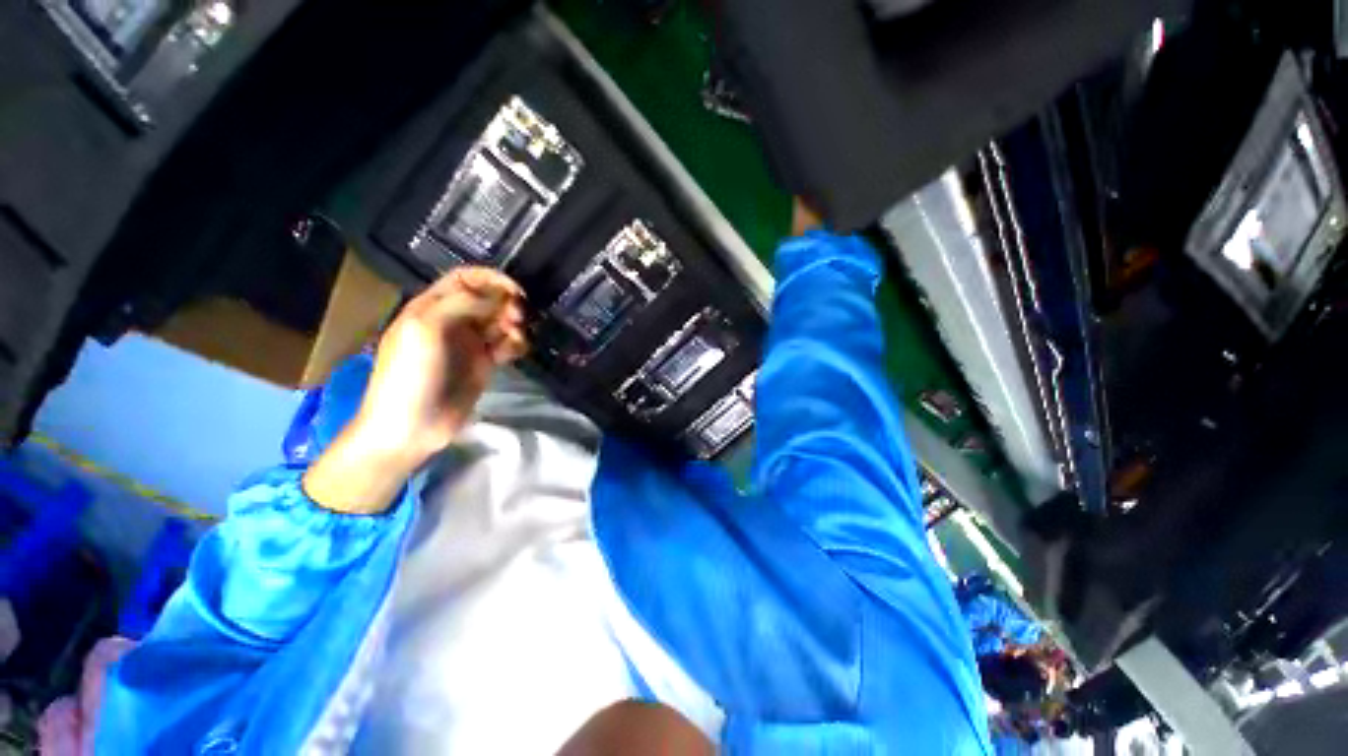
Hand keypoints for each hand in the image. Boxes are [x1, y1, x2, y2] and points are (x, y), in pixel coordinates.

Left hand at [304, 267, 526, 513]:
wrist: (410, 426)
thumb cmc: (409, 374)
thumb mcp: (425, 329)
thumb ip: (461, 304)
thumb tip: (500, 295)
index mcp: (432, 307)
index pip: (466, 279)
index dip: (491, 278)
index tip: (515, 290)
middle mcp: (453, 321)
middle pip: (488, 299)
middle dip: (507, 302)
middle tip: (518, 316)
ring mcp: (470, 344)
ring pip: (501, 322)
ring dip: (514, 323)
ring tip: (516, 336)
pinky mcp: (484, 364)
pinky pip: (506, 345)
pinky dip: (516, 343)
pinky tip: (516, 350)